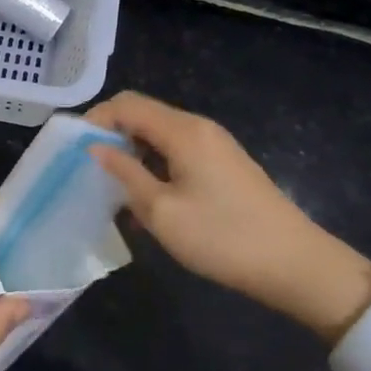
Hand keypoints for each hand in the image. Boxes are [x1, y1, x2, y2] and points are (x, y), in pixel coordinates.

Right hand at [86, 92, 370, 340]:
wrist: (297, 265)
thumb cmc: (223, 237)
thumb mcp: (162, 211)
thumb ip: (125, 173)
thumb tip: (96, 148)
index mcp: (183, 131)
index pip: (127, 104)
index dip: (95, 119)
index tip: (73, 149)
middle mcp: (199, 127)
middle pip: (144, 114)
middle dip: (111, 135)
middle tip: (89, 169)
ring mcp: (215, 145)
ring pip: (159, 134)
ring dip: (133, 153)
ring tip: (114, 188)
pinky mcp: (225, 164)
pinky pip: (178, 151)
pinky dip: (154, 164)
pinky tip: (148, 198)